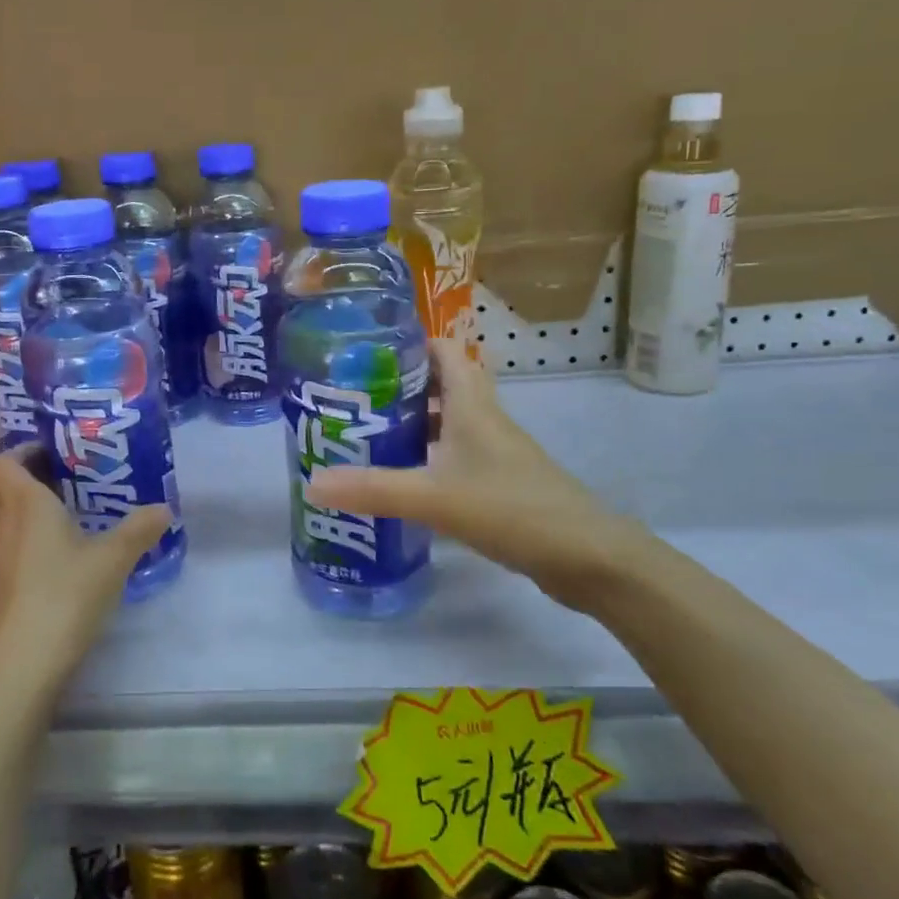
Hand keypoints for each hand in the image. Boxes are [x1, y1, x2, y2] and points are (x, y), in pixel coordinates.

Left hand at [0, 447, 170, 698]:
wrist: (19, 665)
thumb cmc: (64, 597)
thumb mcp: (113, 560)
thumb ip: (139, 530)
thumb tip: (165, 509)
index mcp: (23, 502)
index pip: (3, 461)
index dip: (23, 453)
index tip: (55, 457)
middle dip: (8, 477)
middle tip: (47, 482)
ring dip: (4, 507)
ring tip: (47, 517)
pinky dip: (6, 538)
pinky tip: (43, 557)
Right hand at [308, 338, 660, 610]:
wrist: (585, 556)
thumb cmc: (511, 508)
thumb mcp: (433, 497)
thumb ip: (373, 489)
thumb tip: (312, 482)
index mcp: (471, 405)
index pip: (444, 351)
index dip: (410, 342)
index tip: (366, 347)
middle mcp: (484, 420)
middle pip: (440, 386)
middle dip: (399, 386)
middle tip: (352, 396)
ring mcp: (494, 453)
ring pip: (447, 423)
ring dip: (412, 424)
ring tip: (366, 435)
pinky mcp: (499, 483)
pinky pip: (454, 457)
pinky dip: (427, 459)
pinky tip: (401, 479)